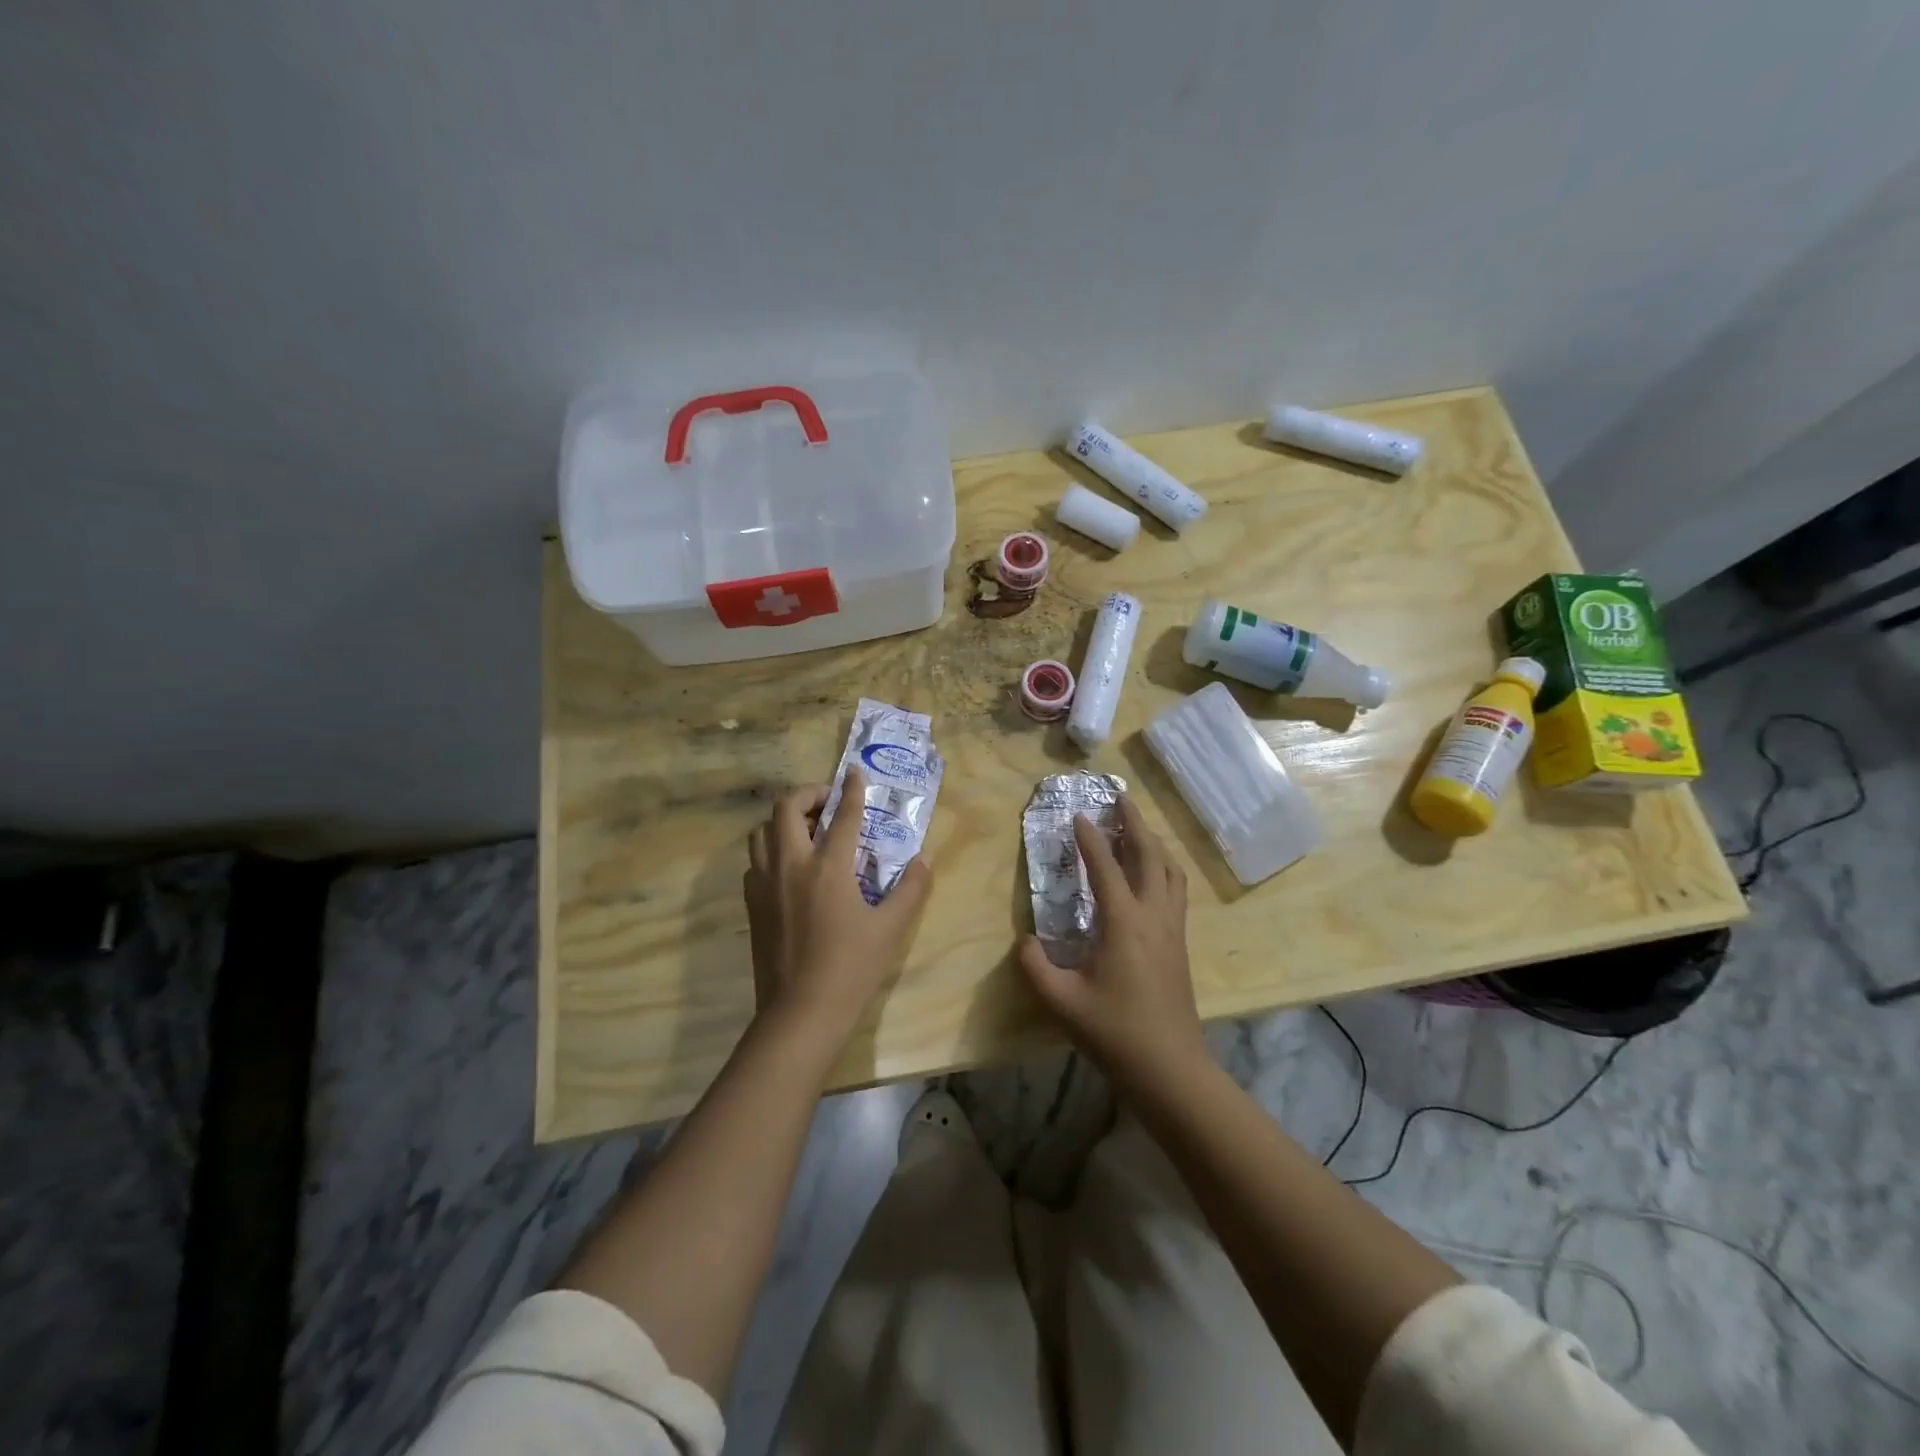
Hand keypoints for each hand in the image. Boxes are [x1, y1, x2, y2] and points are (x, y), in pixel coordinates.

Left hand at [744, 767, 933, 1046]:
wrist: (800, 1013)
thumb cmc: (851, 968)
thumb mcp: (891, 928)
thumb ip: (911, 889)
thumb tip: (924, 860)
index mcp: (828, 866)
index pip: (843, 815)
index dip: (852, 790)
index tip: (854, 773)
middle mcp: (791, 864)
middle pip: (786, 808)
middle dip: (808, 794)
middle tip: (828, 803)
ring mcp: (765, 884)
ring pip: (762, 831)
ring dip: (783, 820)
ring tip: (807, 830)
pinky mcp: (751, 904)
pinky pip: (755, 861)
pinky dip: (771, 850)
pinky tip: (790, 868)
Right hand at [1017, 796, 1204, 1089]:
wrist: (1170, 1068)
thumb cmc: (1115, 1033)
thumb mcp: (1062, 1002)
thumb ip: (1036, 967)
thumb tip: (1026, 942)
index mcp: (1124, 923)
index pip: (1106, 868)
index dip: (1090, 839)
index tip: (1078, 814)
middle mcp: (1154, 916)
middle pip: (1149, 855)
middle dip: (1134, 823)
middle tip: (1119, 798)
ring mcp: (1172, 929)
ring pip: (1170, 870)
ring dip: (1153, 842)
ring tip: (1137, 827)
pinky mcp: (1180, 943)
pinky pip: (1176, 889)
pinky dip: (1163, 866)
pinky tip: (1153, 872)